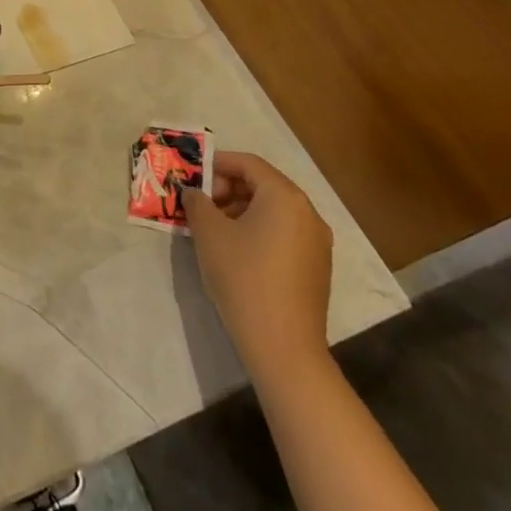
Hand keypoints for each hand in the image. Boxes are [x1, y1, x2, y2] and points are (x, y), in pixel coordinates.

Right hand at [181, 152, 332, 385]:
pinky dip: (258, 230)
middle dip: (228, 188)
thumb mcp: (209, 233)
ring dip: (241, 210)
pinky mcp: (316, 268)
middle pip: (263, 185)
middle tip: (200, 203)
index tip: (192, 176)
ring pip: (273, 211)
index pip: (249, 164)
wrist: (283, 346)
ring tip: (212, 228)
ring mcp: (317, 243)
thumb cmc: (243, 277)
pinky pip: (283, 233)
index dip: (217, 164)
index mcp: (285, 197)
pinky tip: (235, 250)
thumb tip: (194, 193)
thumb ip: (198, 203)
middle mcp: (308, 213)